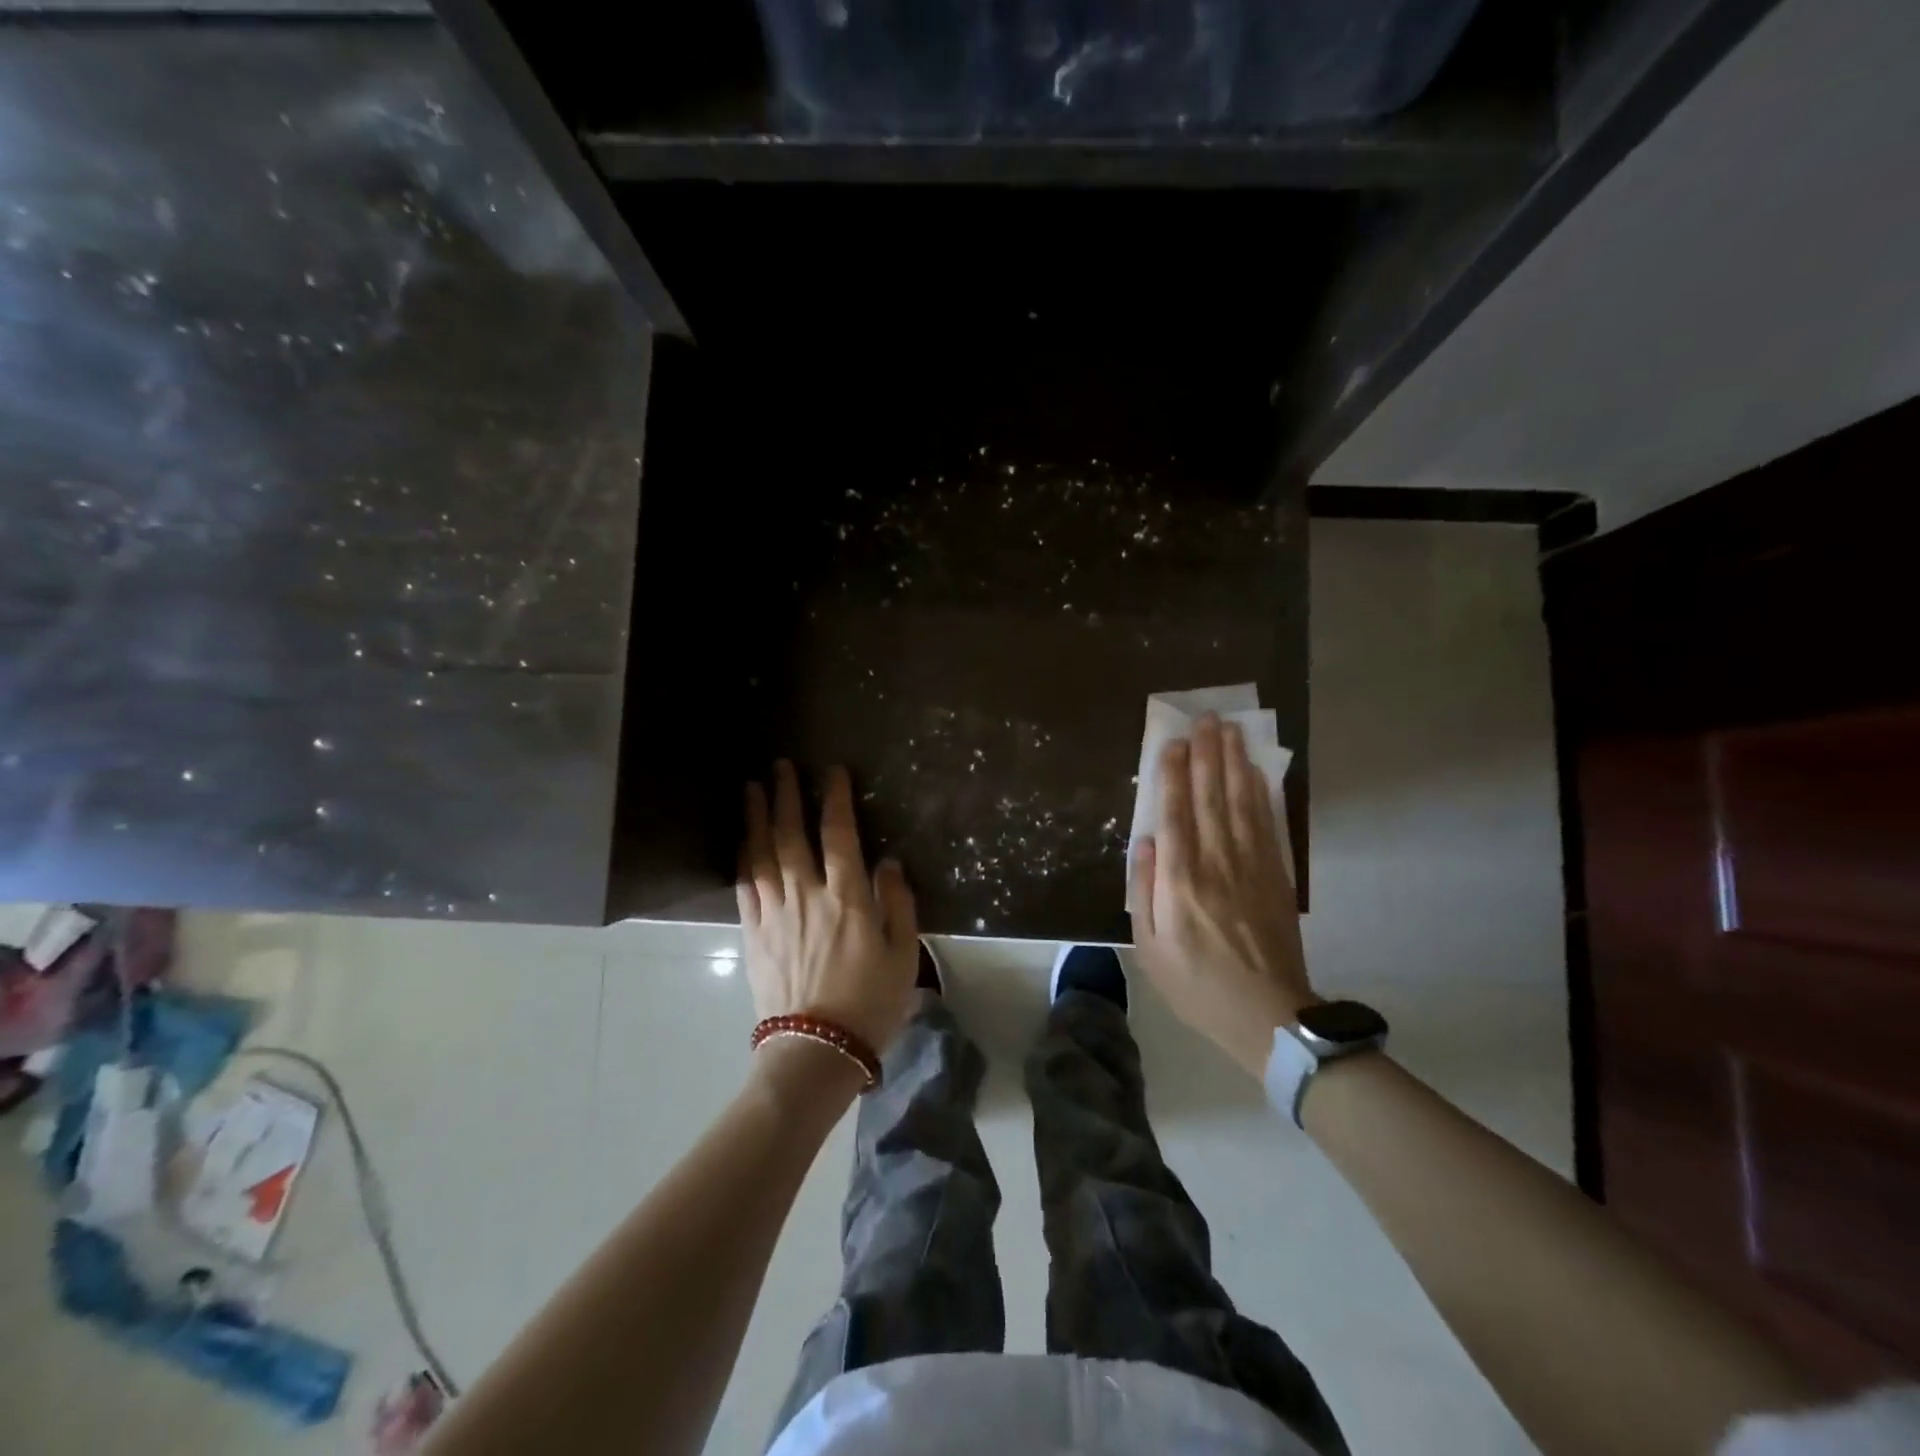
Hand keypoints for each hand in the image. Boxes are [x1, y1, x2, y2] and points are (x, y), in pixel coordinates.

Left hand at [737, 761, 919, 1063]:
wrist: (816, 1051)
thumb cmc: (870, 1003)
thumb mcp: (903, 955)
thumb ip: (898, 904)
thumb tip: (888, 863)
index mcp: (847, 897)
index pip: (839, 834)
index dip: (834, 798)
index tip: (831, 771)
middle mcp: (806, 895)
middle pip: (791, 834)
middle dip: (786, 795)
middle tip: (780, 766)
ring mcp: (775, 913)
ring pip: (761, 854)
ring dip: (755, 817)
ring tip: (751, 788)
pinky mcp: (754, 934)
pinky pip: (744, 887)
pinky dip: (742, 857)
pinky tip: (740, 840)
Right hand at [1129, 713, 1317, 1076]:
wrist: (1268, 1016)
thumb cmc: (1196, 984)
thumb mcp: (1150, 949)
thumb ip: (1144, 890)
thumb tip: (1146, 841)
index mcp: (1180, 882)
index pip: (1175, 815)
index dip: (1173, 776)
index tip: (1173, 742)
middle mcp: (1216, 864)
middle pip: (1211, 799)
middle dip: (1207, 755)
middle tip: (1206, 718)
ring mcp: (1251, 868)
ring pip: (1240, 803)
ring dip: (1234, 763)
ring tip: (1229, 730)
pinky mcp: (1276, 876)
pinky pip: (1266, 825)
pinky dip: (1260, 794)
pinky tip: (1255, 772)